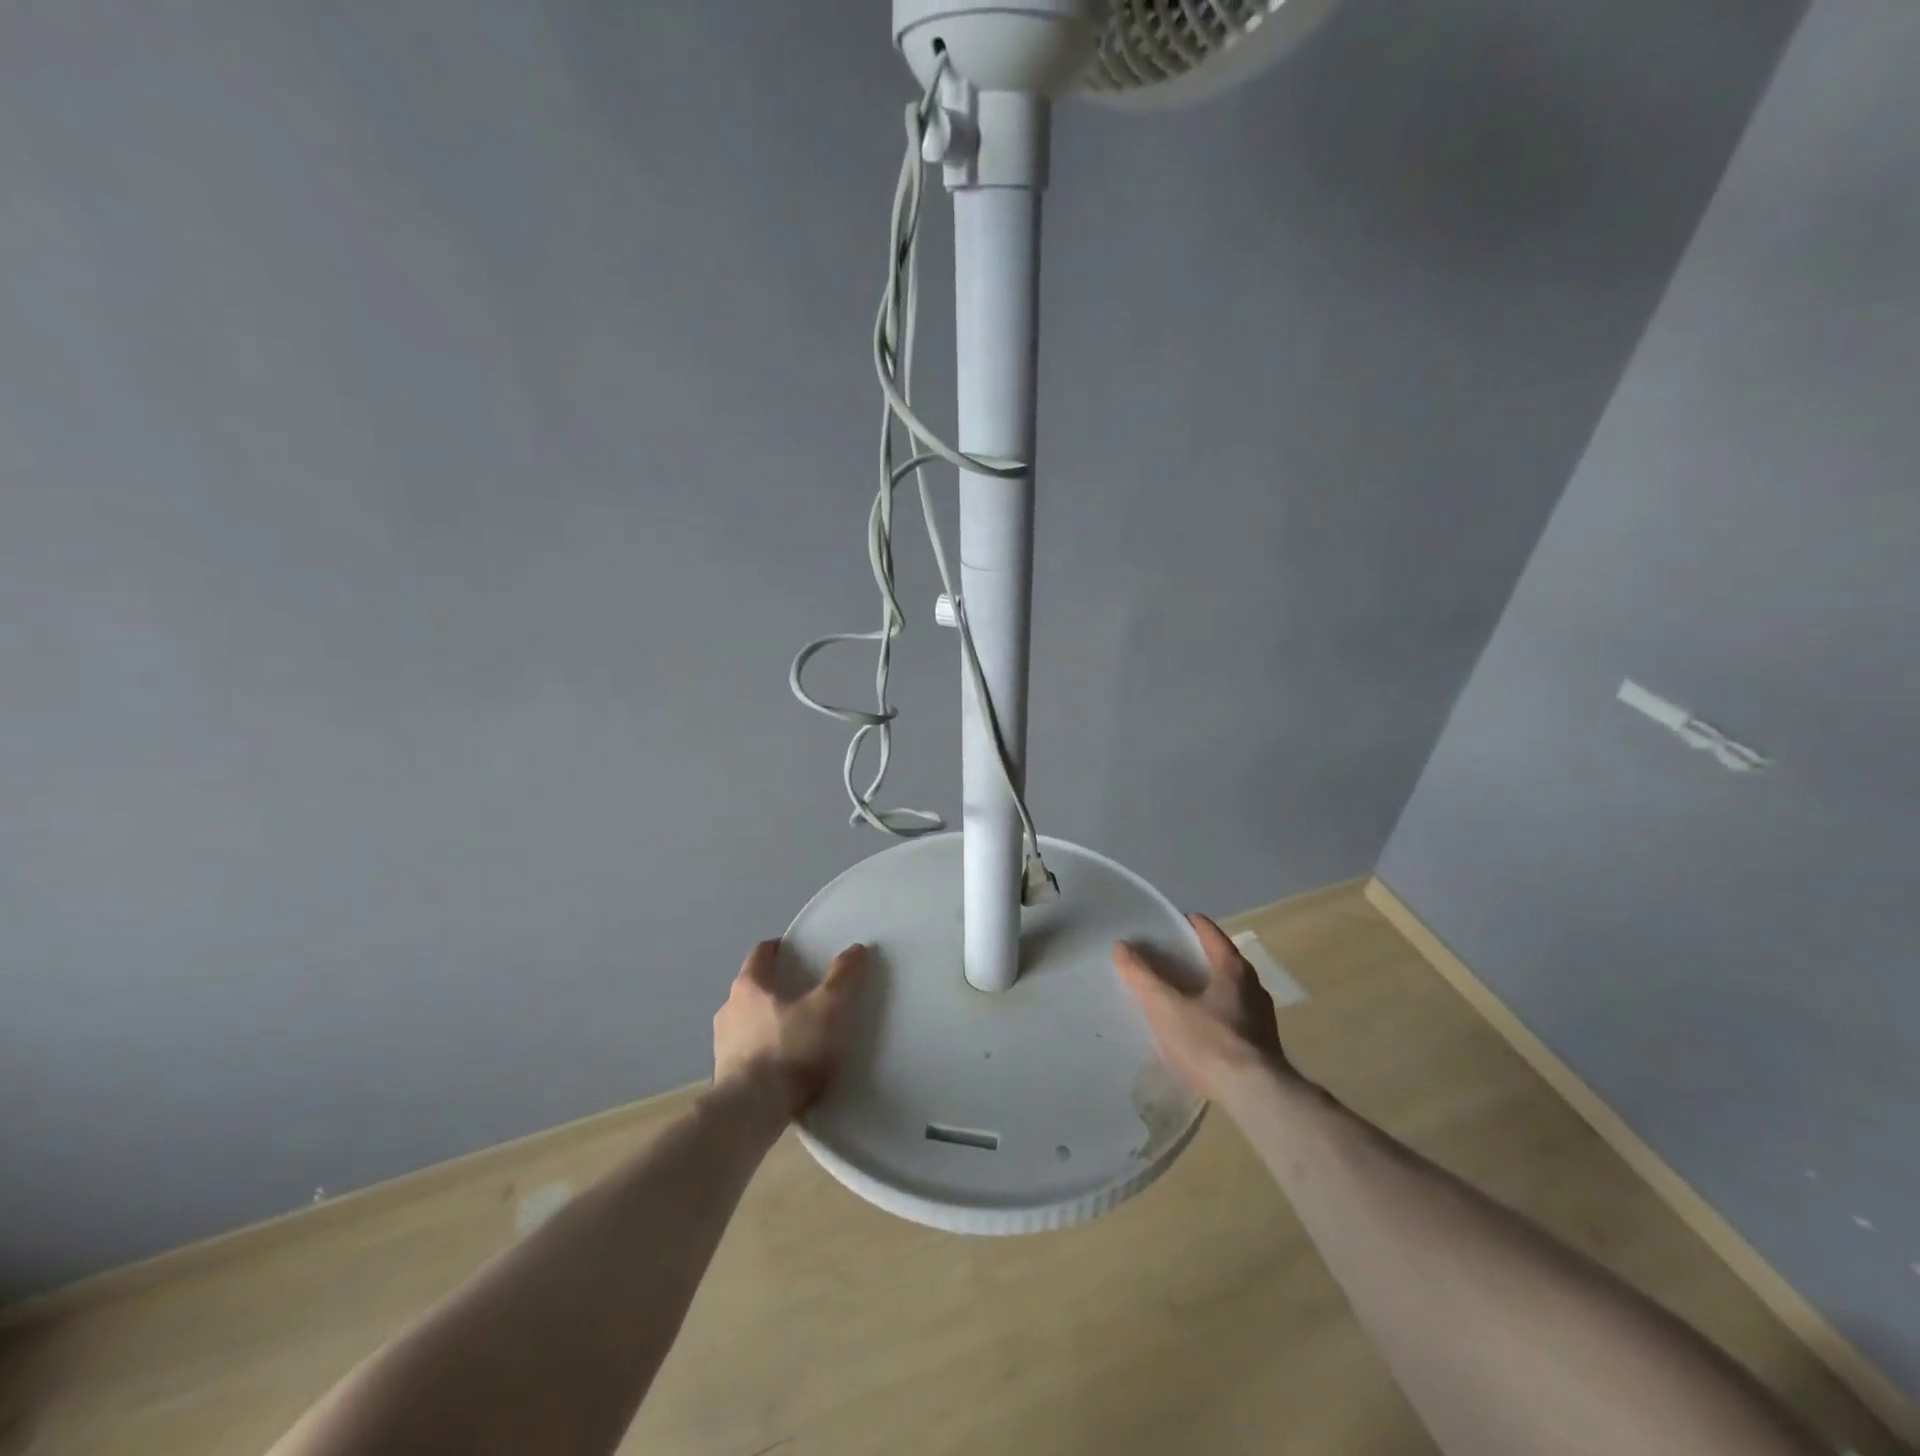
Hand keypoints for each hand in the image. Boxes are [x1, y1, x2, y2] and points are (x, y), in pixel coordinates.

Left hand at [712, 939, 868, 1119]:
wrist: (751, 1112)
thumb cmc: (789, 1049)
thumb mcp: (827, 1009)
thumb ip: (842, 977)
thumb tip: (857, 948)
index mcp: (749, 986)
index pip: (761, 953)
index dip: (779, 948)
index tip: (797, 951)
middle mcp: (728, 1008)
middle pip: (753, 987)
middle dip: (776, 986)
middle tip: (803, 992)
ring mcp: (722, 1043)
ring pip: (746, 1019)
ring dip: (766, 1020)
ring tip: (795, 1030)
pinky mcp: (724, 1074)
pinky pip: (746, 1050)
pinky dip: (762, 1049)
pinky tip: (782, 1063)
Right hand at [1113, 913, 1292, 1100]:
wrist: (1257, 1097)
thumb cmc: (1209, 1042)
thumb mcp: (1165, 1007)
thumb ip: (1142, 975)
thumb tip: (1122, 947)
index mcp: (1233, 968)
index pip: (1209, 932)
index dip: (1186, 924)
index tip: (1166, 926)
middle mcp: (1253, 986)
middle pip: (1220, 960)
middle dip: (1194, 959)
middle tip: (1165, 962)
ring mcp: (1262, 1017)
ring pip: (1229, 990)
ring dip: (1206, 988)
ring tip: (1179, 998)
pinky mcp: (1264, 1046)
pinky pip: (1234, 1017)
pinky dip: (1215, 1014)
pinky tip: (1199, 1032)